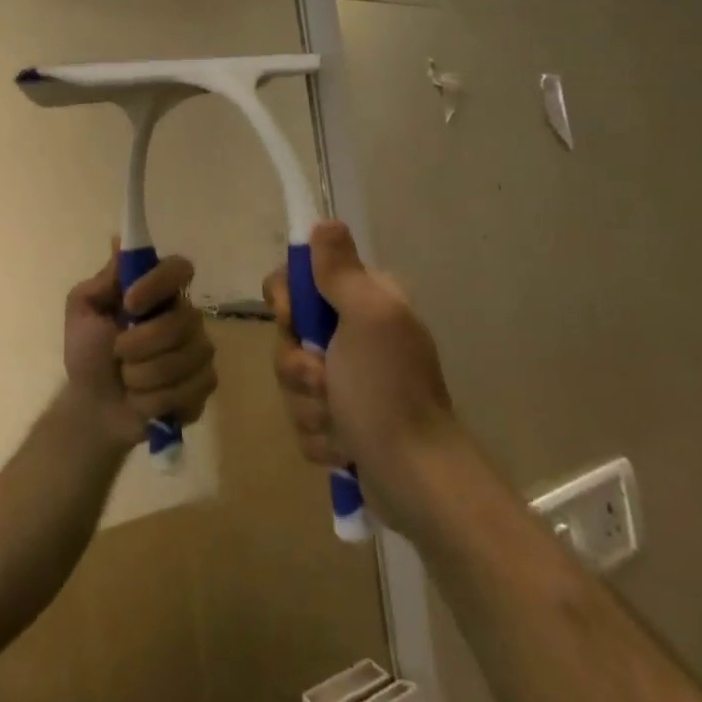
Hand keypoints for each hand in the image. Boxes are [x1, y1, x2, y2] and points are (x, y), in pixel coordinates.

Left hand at [64, 249, 217, 449]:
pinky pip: (194, 388)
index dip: (158, 283)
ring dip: (145, 375)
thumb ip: (103, 280)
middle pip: (183, 321)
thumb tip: (120, 242)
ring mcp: (198, 351)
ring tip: (127, 380)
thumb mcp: (82, 311)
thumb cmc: (87, 353)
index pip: (180, 268)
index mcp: (157, 292)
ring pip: (187, 358)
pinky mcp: (204, 385)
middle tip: (118, 353)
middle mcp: (184, 316)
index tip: (129, 303)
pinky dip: (159, 399)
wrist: (93, 407)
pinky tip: (144, 400)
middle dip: (142, 343)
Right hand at [264, 222, 453, 477]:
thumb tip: (325, 222)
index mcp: (364, 303)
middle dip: (298, 364)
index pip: (299, 280)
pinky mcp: (341, 422)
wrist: (416, 479)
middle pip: (288, 332)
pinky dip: (320, 435)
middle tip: (325, 379)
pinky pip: (303, 418)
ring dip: (309, 405)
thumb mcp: (367, 318)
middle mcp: (355, 335)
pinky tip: (345, 447)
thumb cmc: (388, 391)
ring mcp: (347, 381)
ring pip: (291, 379)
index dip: (286, 299)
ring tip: (341, 423)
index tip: (293, 318)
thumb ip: (340, 271)